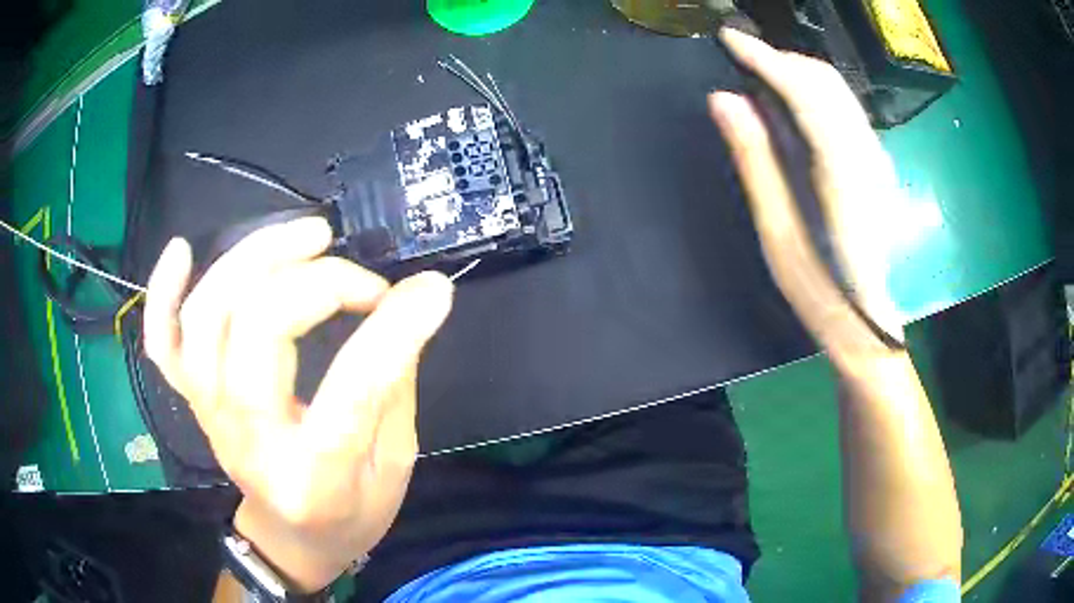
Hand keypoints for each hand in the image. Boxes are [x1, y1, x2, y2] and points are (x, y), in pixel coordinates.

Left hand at [143, 217, 453, 591]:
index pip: (353, 387)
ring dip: (254, 259)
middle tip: (363, 279)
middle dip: (319, 282)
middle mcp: (249, 440)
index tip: (432, 291)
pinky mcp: (193, 401)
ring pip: (208, 317)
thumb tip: (413, 303)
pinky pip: (163, 343)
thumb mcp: (395, 464)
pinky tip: (182, 250)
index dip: (396, 327)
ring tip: (307, 236)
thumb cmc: (350, 513)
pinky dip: (163, 292)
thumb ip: (395, 383)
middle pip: (259, 330)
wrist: (291, 539)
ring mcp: (211, 415)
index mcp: (315, 475)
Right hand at [710, 28, 904, 376]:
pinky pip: (843, 108)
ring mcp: (877, 157)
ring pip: (837, 90)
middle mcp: (867, 154)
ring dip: (797, 71)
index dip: (765, 59)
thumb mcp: (777, 232)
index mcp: (842, 173)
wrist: (868, 321)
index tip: (729, 38)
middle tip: (741, 57)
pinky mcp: (876, 162)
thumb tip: (723, 99)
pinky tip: (791, 100)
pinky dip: (813, 91)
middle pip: (825, 82)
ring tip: (760, 72)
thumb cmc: (819, 289)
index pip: (804, 93)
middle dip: (781, 59)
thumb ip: (754, 159)